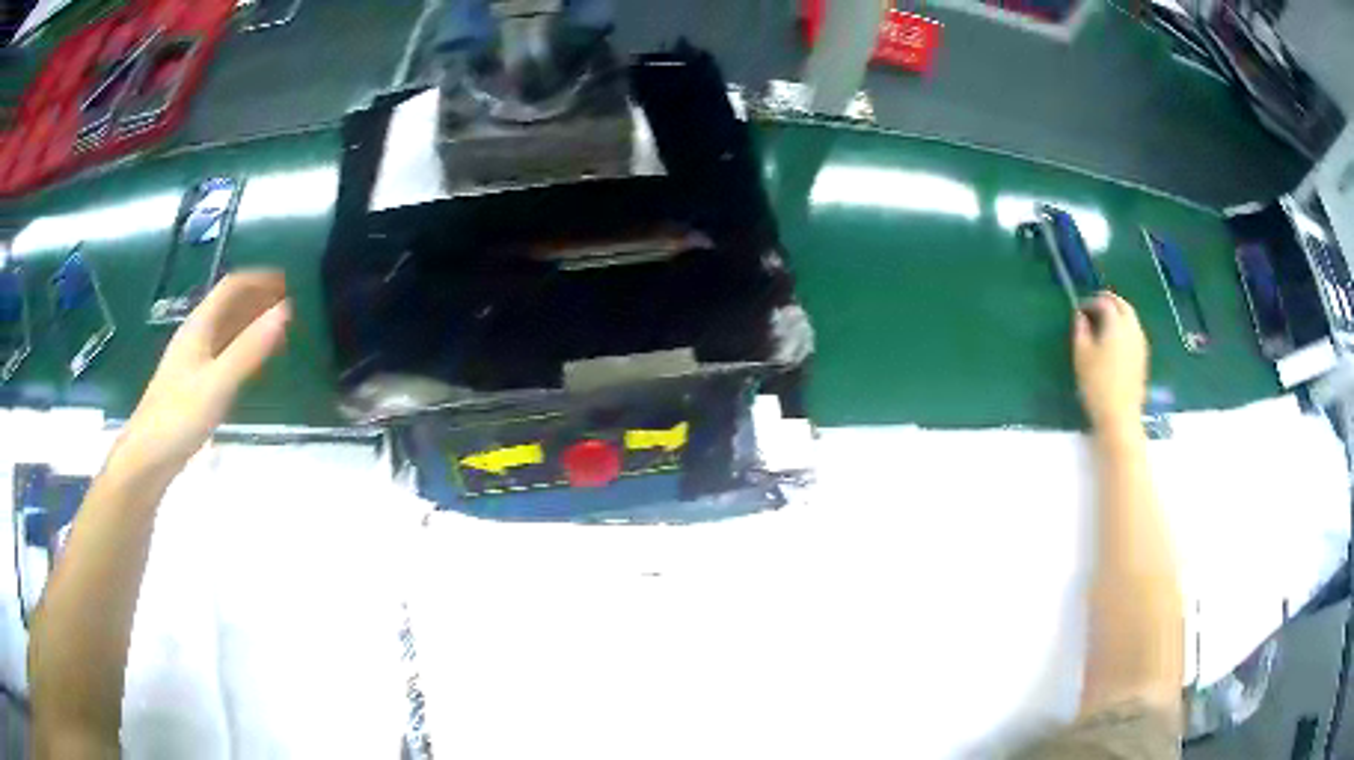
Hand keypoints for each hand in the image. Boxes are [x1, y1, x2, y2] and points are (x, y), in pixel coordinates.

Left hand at [109, 271, 290, 483]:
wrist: (147, 457)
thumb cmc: (179, 417)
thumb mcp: (218, 383)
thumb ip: (250, 349)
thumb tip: (285, 311)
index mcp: (199, 327)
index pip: (231, 287)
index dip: (258, 280)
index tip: (287, 283)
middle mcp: (195, 336)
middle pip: (228, 305)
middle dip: (257, 300)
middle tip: (287, 306)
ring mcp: (192, 361)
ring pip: (225, 330)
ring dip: (250, 323)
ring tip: (276, 332)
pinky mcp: (192, 385)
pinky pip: (222, 354)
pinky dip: (241, 349)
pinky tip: (250, 364)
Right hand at [1073, 292, 1148, 435]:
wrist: (1120, 416)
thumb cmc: (1097, 385)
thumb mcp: (1082, 356)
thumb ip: (1081, 330)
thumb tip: (1080, 316)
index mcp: (1116, 324)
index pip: (1105, 302)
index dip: (1092, 302)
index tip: (1081, 310)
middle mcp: (1132, 328)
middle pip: (1123, 305)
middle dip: (1110, 302)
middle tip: (1095, 308)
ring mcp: (1141, 343)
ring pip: (1131, 318)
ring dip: (1119, 314)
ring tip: (1104, 325)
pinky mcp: (1143, 358)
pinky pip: (1135, 333)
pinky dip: (1125, 329)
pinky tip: (1116, 342)